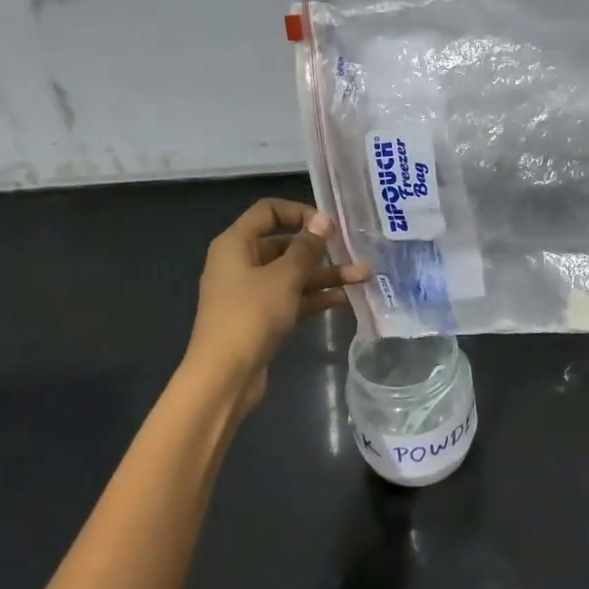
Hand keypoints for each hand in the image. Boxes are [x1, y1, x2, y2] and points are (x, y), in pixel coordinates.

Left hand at [181, 198, 370, 415]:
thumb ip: (306, 248)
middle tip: (354, 251)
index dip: (299, 212)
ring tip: (364, 277)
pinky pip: (292, 298)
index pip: (268, 211)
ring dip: (325, 275)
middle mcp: (240, 263)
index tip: (328, 225)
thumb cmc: (251, 316)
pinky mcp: (261, 318)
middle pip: (284, 245)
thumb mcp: (284, 277)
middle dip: (321, 249)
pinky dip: (315, 297)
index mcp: (235, 244)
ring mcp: (250, 293)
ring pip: (292, 275)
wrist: (224, 377)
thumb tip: (322, 220)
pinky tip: (345, 299)